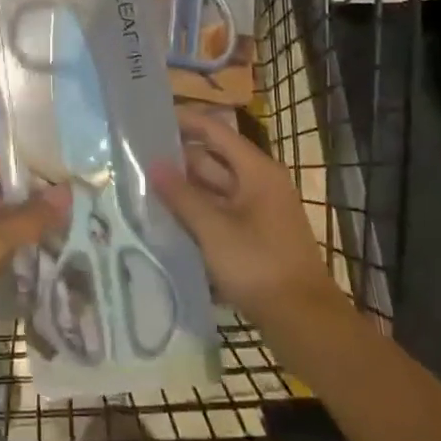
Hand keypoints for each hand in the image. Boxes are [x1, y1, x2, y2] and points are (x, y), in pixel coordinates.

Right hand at [154, 105, 342, 332]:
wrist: (304, 322)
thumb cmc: (259, 266)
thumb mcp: (214, 230)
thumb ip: (182, 196)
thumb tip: (153, 164)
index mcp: (256, 171)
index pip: (215, 131)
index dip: (185, 122)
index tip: (151, 118)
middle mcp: (259, 184)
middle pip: (213, 160)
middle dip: (178, 159)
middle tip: (137, 157)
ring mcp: (258, 212)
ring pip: (214, 189)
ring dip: (184, 189)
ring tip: (144, 186)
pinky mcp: (254, 237)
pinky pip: (219, 213)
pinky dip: (196, 213)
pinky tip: (167, 220)